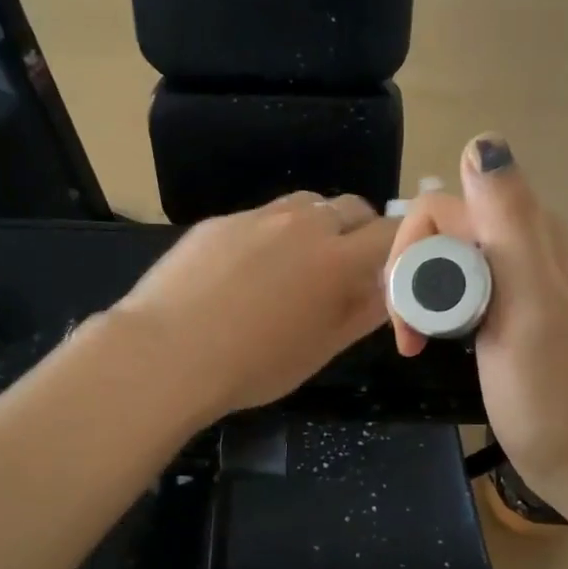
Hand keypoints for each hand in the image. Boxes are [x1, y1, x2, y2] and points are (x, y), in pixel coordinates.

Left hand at [114, 192, 396, 423]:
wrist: (167, 352)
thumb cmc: (254, 364)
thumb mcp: (321, 348)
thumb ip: (363, 313)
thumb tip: (389, 289)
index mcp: (337, 258)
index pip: (391, 232)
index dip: (400, 247)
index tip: (392, 269)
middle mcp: (303, 223)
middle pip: (352, 207)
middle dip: (361, 231)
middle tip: (346, 269)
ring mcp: (257, 216)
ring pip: (306, 204)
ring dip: (317, 226)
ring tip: (298, 265)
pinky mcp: (220, 221)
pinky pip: (261, 217)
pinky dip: (272, 235)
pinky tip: (246, 272)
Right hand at [386, 136, 567, 524]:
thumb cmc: (554, 393)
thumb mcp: (531, 304)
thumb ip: (509, 223)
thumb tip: (482, 140)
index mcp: (534, 236)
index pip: (443, 208)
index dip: (413, 254)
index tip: (409, 314)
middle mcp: (528, 247)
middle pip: (442, 233)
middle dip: (413, 278)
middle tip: (412, 337)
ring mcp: (521, 283)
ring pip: (448, 262)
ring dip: (422, 297)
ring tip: (419, 344)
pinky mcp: (512, 316)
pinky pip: (461, 291)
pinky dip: (439, 313)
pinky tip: (440, 343)